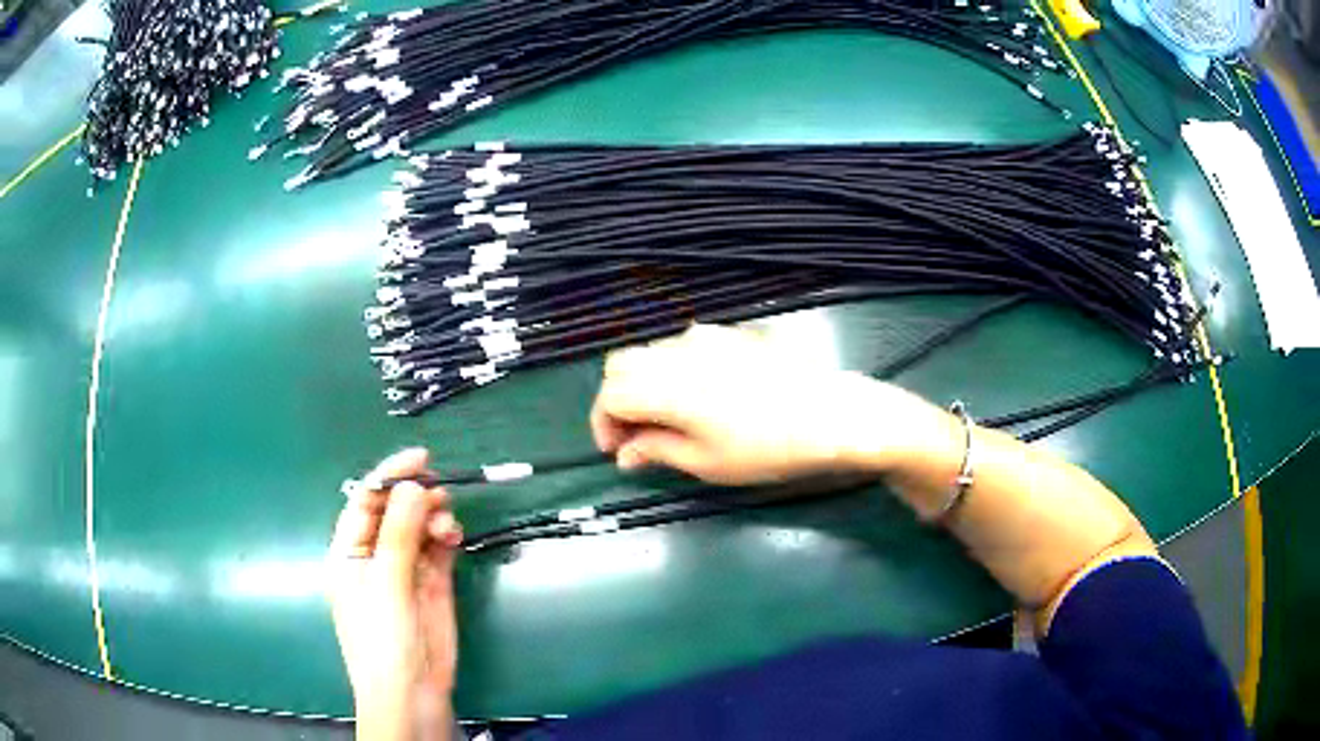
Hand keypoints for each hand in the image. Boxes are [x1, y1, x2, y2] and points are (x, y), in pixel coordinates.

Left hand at [328, 448, 462, 740]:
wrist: (412, 692)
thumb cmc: (383, 639)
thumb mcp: (386, 584)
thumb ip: (399, 534)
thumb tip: (414, 485)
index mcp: (348, 551)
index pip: (365, 501)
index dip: (389, 476)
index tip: (420, 459)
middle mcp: (375, 555)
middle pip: (394, 511)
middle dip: (415, 497)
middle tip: (440, 493)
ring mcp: (404, 570)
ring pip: (419, 527)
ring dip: (434, 517)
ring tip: (447, 526)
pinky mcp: (431, 584)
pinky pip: (438, 549)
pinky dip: (446, 537)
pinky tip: (453, 537)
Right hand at [590, 324, 931, 484]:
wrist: (832, 416)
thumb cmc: (767, 448)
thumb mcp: (706, 463)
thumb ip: (656, 450)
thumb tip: (626, 454)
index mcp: (667, 384)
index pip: (610, 394)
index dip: (603, 424)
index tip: (617, 452)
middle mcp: (679, 350)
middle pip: (622, 365)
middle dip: (618, 401)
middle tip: (636, 438)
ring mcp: (708, 337)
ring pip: (652, 353)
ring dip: (644, 386)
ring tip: (667, 422)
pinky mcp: (732, 336)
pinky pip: (683, 348)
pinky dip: (672, 373)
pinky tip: (699, 400)